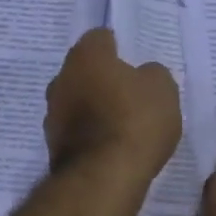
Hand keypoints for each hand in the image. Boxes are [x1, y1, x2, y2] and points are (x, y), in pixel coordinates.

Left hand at [44, 28, 181, 182]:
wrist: (103, 177)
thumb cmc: (135, 121)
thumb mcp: (162, 89)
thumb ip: (152, 75)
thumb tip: (143, 75)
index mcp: (85, 56)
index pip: (100, 38)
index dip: (118, 48)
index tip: (133, 62)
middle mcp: (60, 79)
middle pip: (84, 72)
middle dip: (102, 80)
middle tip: (129, 93)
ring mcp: (52, 115)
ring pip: (76, 102)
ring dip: (94, 109)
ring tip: (121, 125)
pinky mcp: (53, 146)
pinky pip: (76, 131)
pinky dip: (90, 135)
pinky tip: (110, 147)